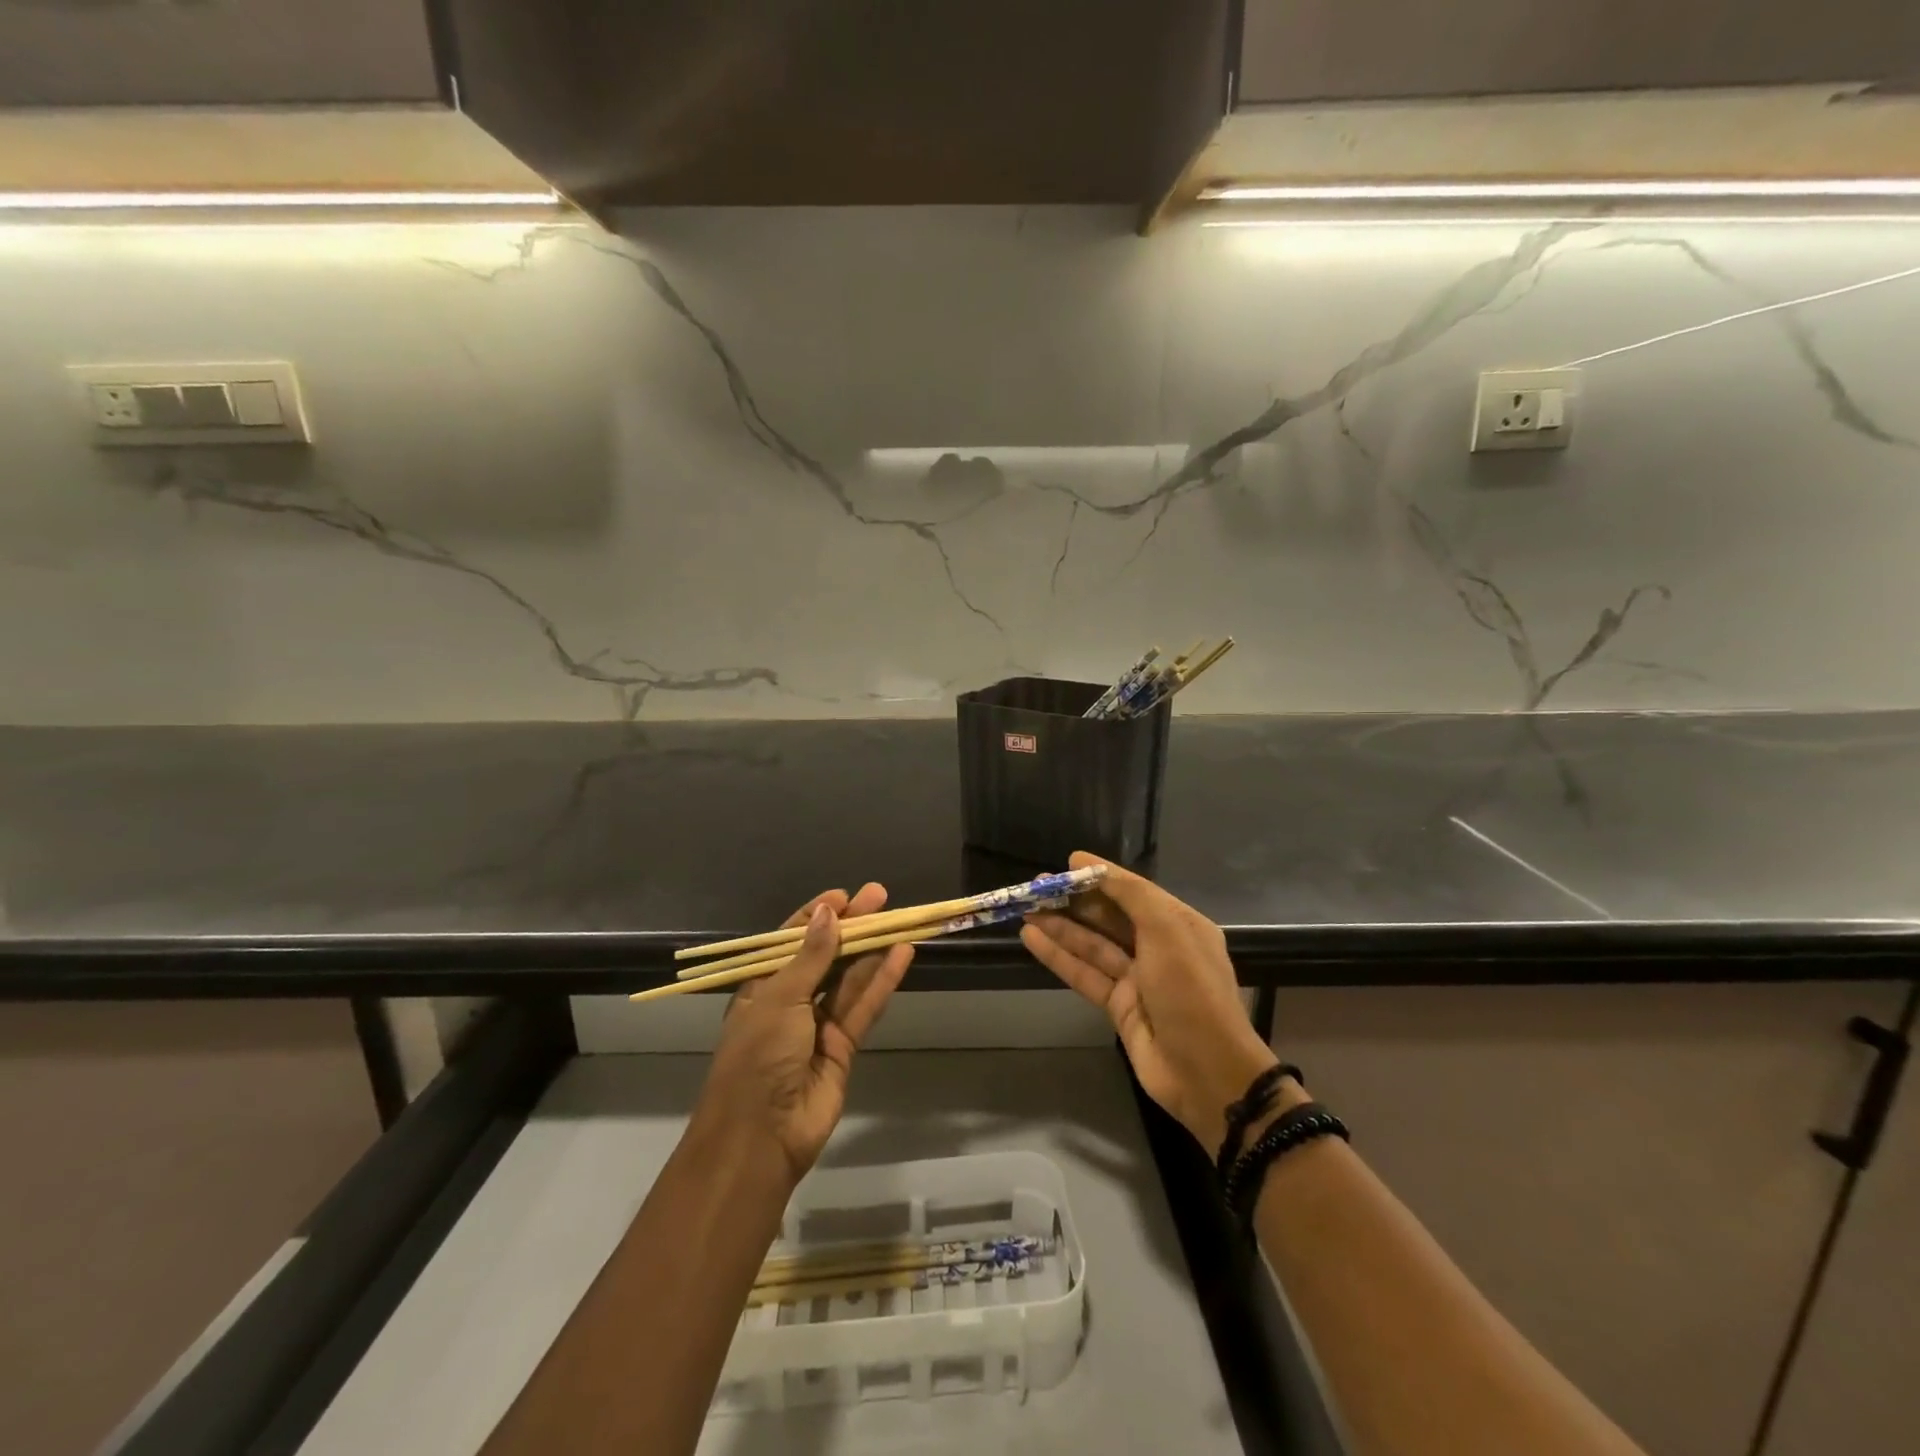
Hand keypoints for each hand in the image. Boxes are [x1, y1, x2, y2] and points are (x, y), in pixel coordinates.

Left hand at [697, 884, 913, 1183]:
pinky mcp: (843, 1046)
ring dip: (872, 949)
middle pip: (826, 955)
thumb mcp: (780, 999)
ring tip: (898, 918)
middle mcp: (790, 1000)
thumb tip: (828, 913)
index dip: (817, 916)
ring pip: (849, 978)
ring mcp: (818, 1024)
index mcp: (762, 986)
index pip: (791, 941)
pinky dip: (883, 980)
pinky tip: (901, 954)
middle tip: (880, 896)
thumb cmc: (758, 1057)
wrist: (761, 1137)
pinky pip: (864, 1006)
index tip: (843, 896)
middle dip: (851, 926)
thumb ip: (811, 957)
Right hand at [1022, 853, 1281, 1156]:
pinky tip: (1032, 938)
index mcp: (1178, 924)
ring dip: (1060, 926)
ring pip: (1092, 945)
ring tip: (1026, 908)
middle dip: (1074, 901)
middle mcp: (1158, 947)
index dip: (1101, 875)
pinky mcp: (1119, 1007)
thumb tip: (1094, 868)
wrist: (1207, 1073)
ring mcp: (1137, 979)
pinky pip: (1084, 973)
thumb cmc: (1190, 992)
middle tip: (1035, 887)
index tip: (1068, 862)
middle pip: (1109, 917)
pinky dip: (1059, 956)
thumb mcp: (1167, 931)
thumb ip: (1131, 896)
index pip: (1133, 891)